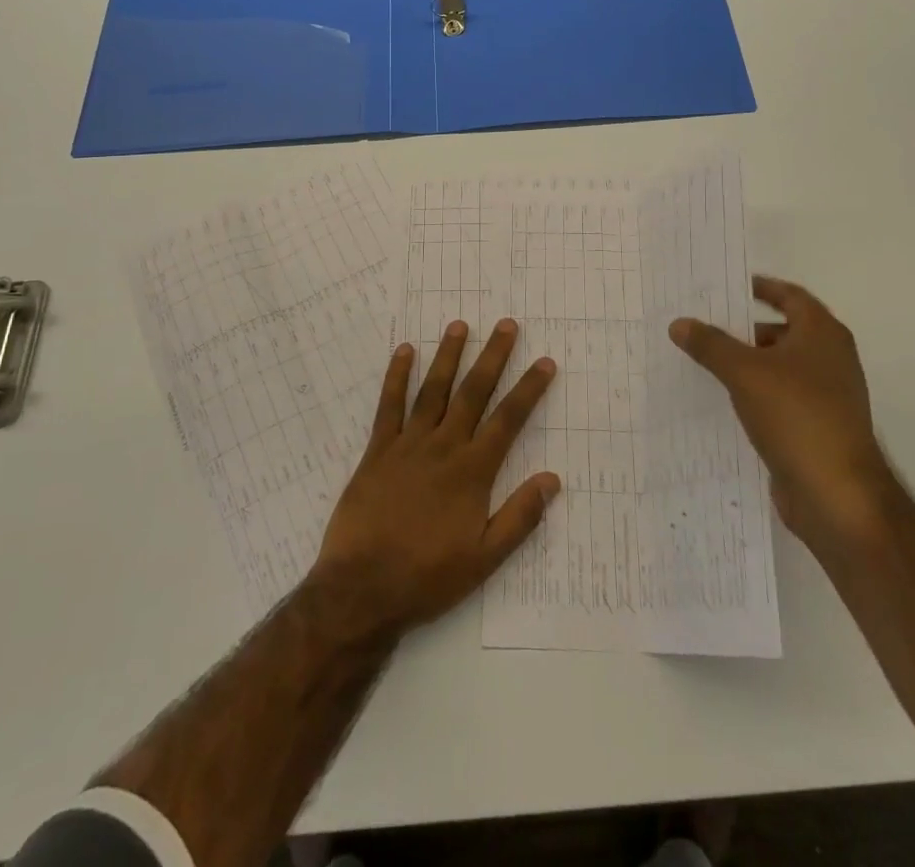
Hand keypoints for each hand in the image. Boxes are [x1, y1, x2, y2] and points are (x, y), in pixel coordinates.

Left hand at [309, 318, 560, 640]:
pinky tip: (404, 351)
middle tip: (507, 325)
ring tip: (459, 325)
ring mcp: (407, 445)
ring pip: (433, 390)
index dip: (528, 389)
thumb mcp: (484, 559)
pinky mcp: (377, 450)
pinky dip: (396, 376)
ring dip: (448, 356)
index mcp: (472, 472)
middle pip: (473, 393)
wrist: (362, 589)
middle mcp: (443, 447)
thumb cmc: (427, 578)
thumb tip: (552, 479)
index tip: (545, 362)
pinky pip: (389, 406)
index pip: (508, 420)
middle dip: (492, 356)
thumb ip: (519, 517)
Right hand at [670, 275, 898, 552]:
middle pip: (783, 331)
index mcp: (822, 334)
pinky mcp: (816, 427)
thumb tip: (680, 322)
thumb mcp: (744, 372)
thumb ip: (710, 344)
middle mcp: (830, 359)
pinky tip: (723, 401)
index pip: (790, 295)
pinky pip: (779, 398)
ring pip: (779, 367)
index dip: (761, 287)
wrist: (837, 495)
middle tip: (703, 325)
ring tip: (704, 362)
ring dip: (747, 363)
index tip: (727, 287)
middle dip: (744, 328)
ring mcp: (826, 396)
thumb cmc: (797, 416)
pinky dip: (754, 393)